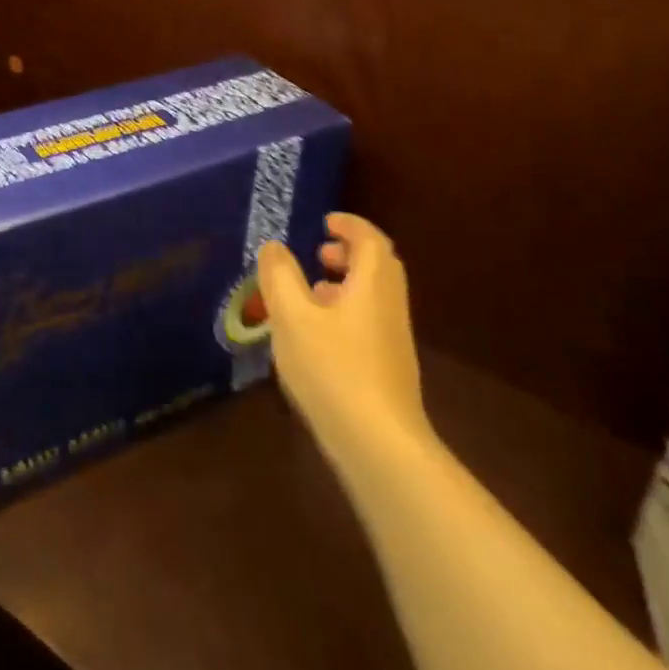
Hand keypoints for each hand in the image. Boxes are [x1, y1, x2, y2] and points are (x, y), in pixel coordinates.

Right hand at [257, 212, 430, 470]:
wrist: (380, 447)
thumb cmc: (333, 369)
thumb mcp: (292, 316)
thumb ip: (279, 276)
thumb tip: (274, 247)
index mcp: (373, 286)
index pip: (371, 240)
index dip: (350, 226)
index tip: (326, 222)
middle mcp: (389, 307)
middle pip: (378, 267)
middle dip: (349, 253)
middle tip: (319, 253)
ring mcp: (393, 341)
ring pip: (374, 297)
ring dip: (346, 284)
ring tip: (311, 292)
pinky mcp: (389, 370)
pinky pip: (370, 322)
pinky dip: (347, 311)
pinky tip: (317, 336)